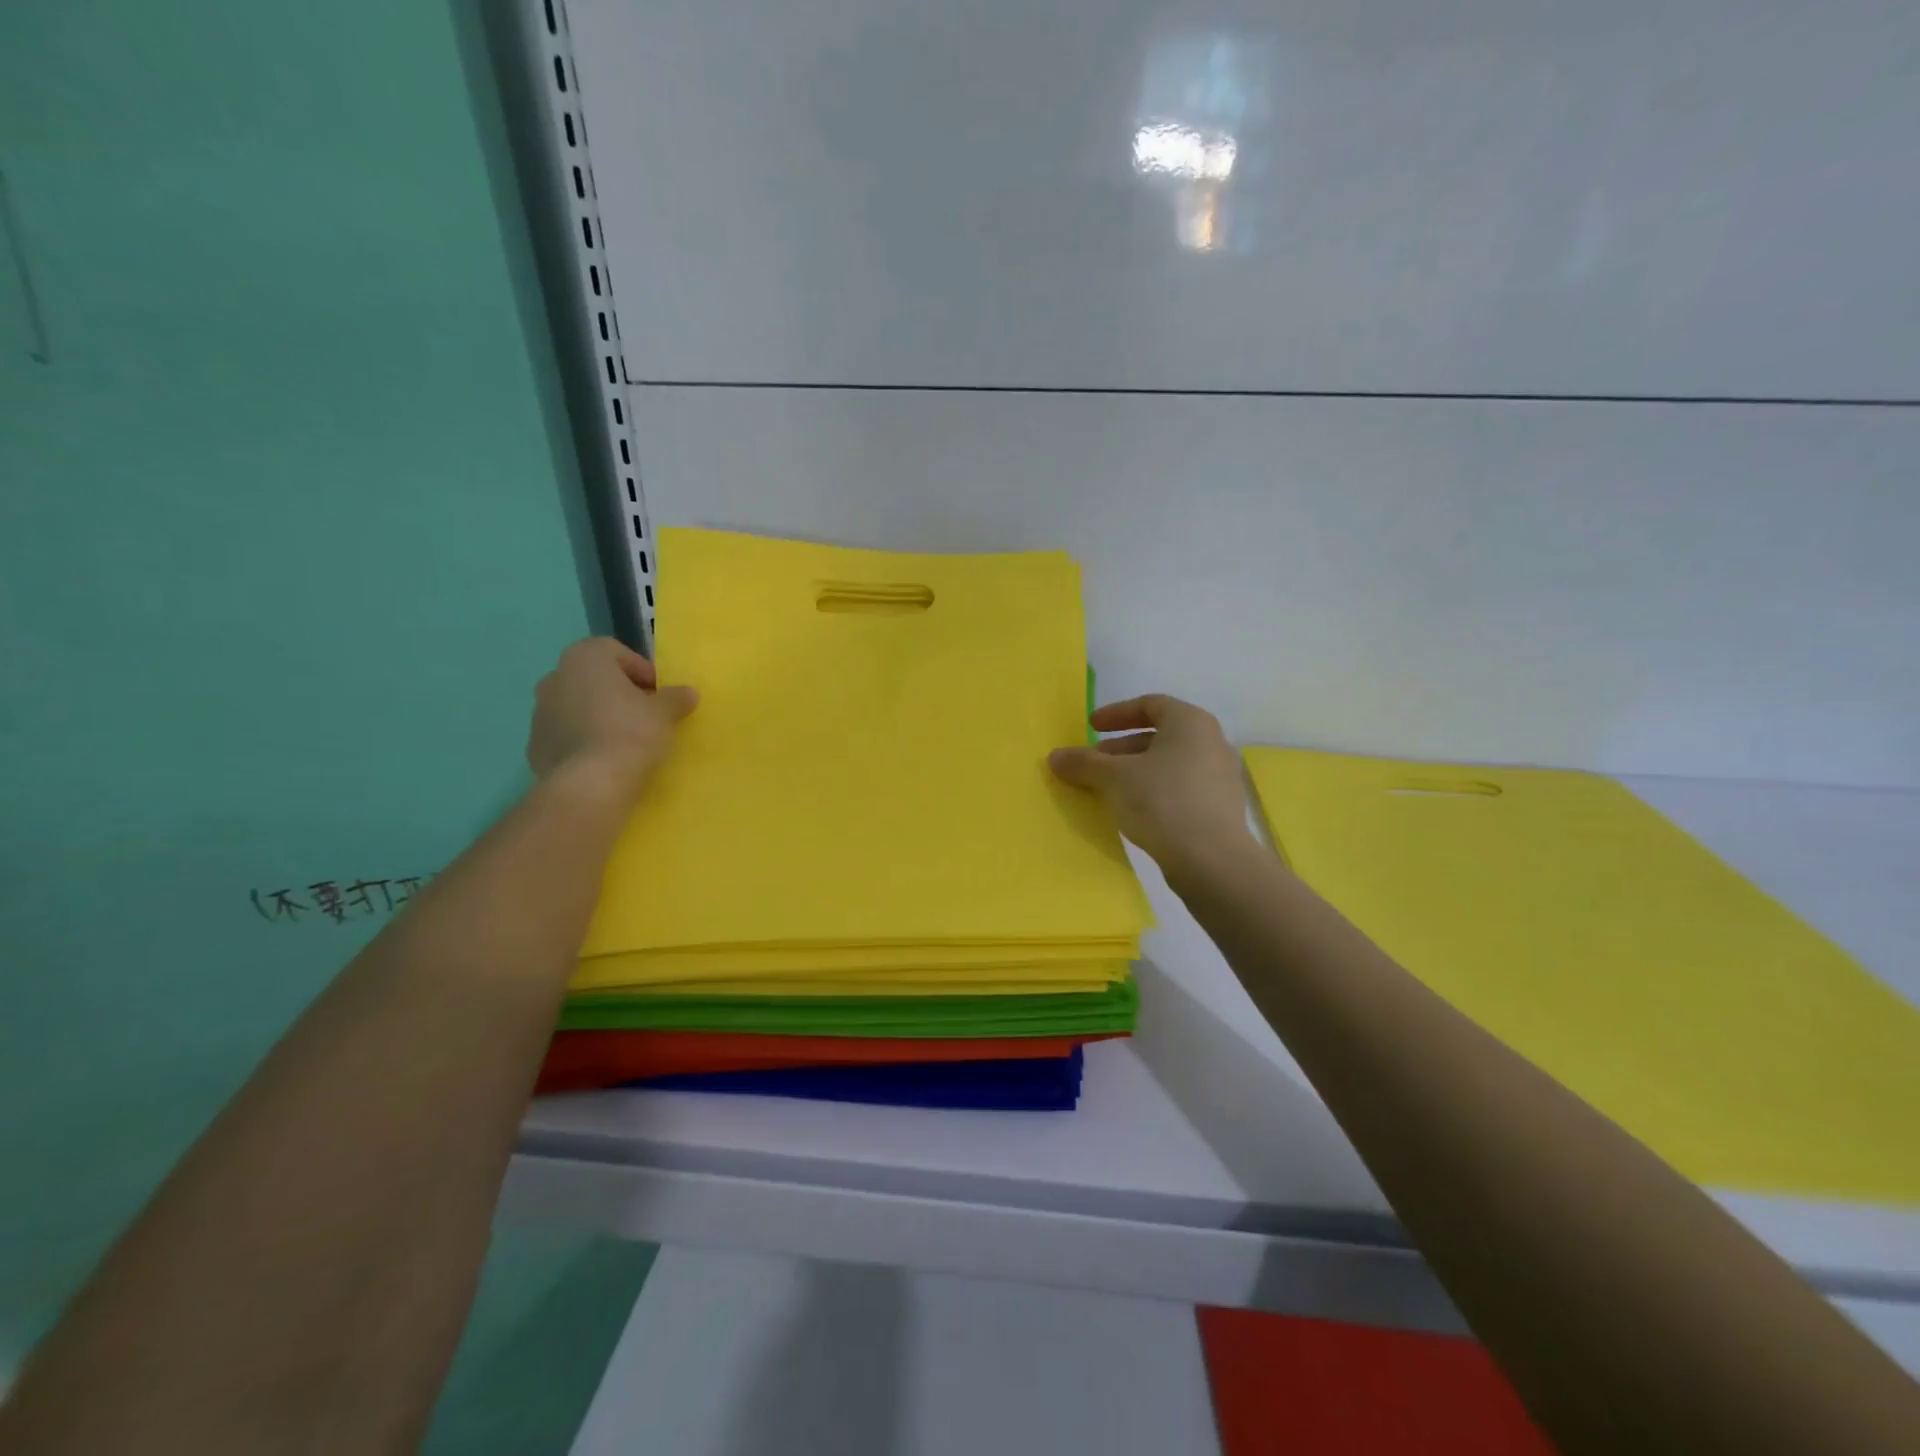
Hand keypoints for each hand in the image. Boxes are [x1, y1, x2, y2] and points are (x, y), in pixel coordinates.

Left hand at [525, 638, 697, 797]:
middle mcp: (555, 678)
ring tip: (626, 741)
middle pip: (594, 679)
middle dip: (619, 693)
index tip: (659, 695)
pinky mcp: (535, 746)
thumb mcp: (665, 713)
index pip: (616, 652)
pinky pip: (567, 736)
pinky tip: (605, 760)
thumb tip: (687, 693)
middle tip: (645, 716)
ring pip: (578, 707)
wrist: (590, 785)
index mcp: (584, 659)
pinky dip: (585, 742)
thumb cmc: (630, 733)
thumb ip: (676, 698)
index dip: (642, 671)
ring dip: (600, 717)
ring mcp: (539, 713)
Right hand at [1048, 694, 1254, 874]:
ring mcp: (1220, 776)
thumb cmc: (1162, 802)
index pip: (1150, 704)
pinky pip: (1180, 787)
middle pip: (1158, 736)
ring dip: (1135, 771)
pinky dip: (1153, 790)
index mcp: (1190, 722)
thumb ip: (1084, 763)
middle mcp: (1211, 742)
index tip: (1091, 727)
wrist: (1211, 860)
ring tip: (1107, 790)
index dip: (1117, 713)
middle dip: (1120, 748)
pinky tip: (1133, 811)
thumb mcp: (1114, 778)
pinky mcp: (1220, 807)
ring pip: (1168, 764)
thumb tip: (1055, 756)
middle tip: (1093, 764)